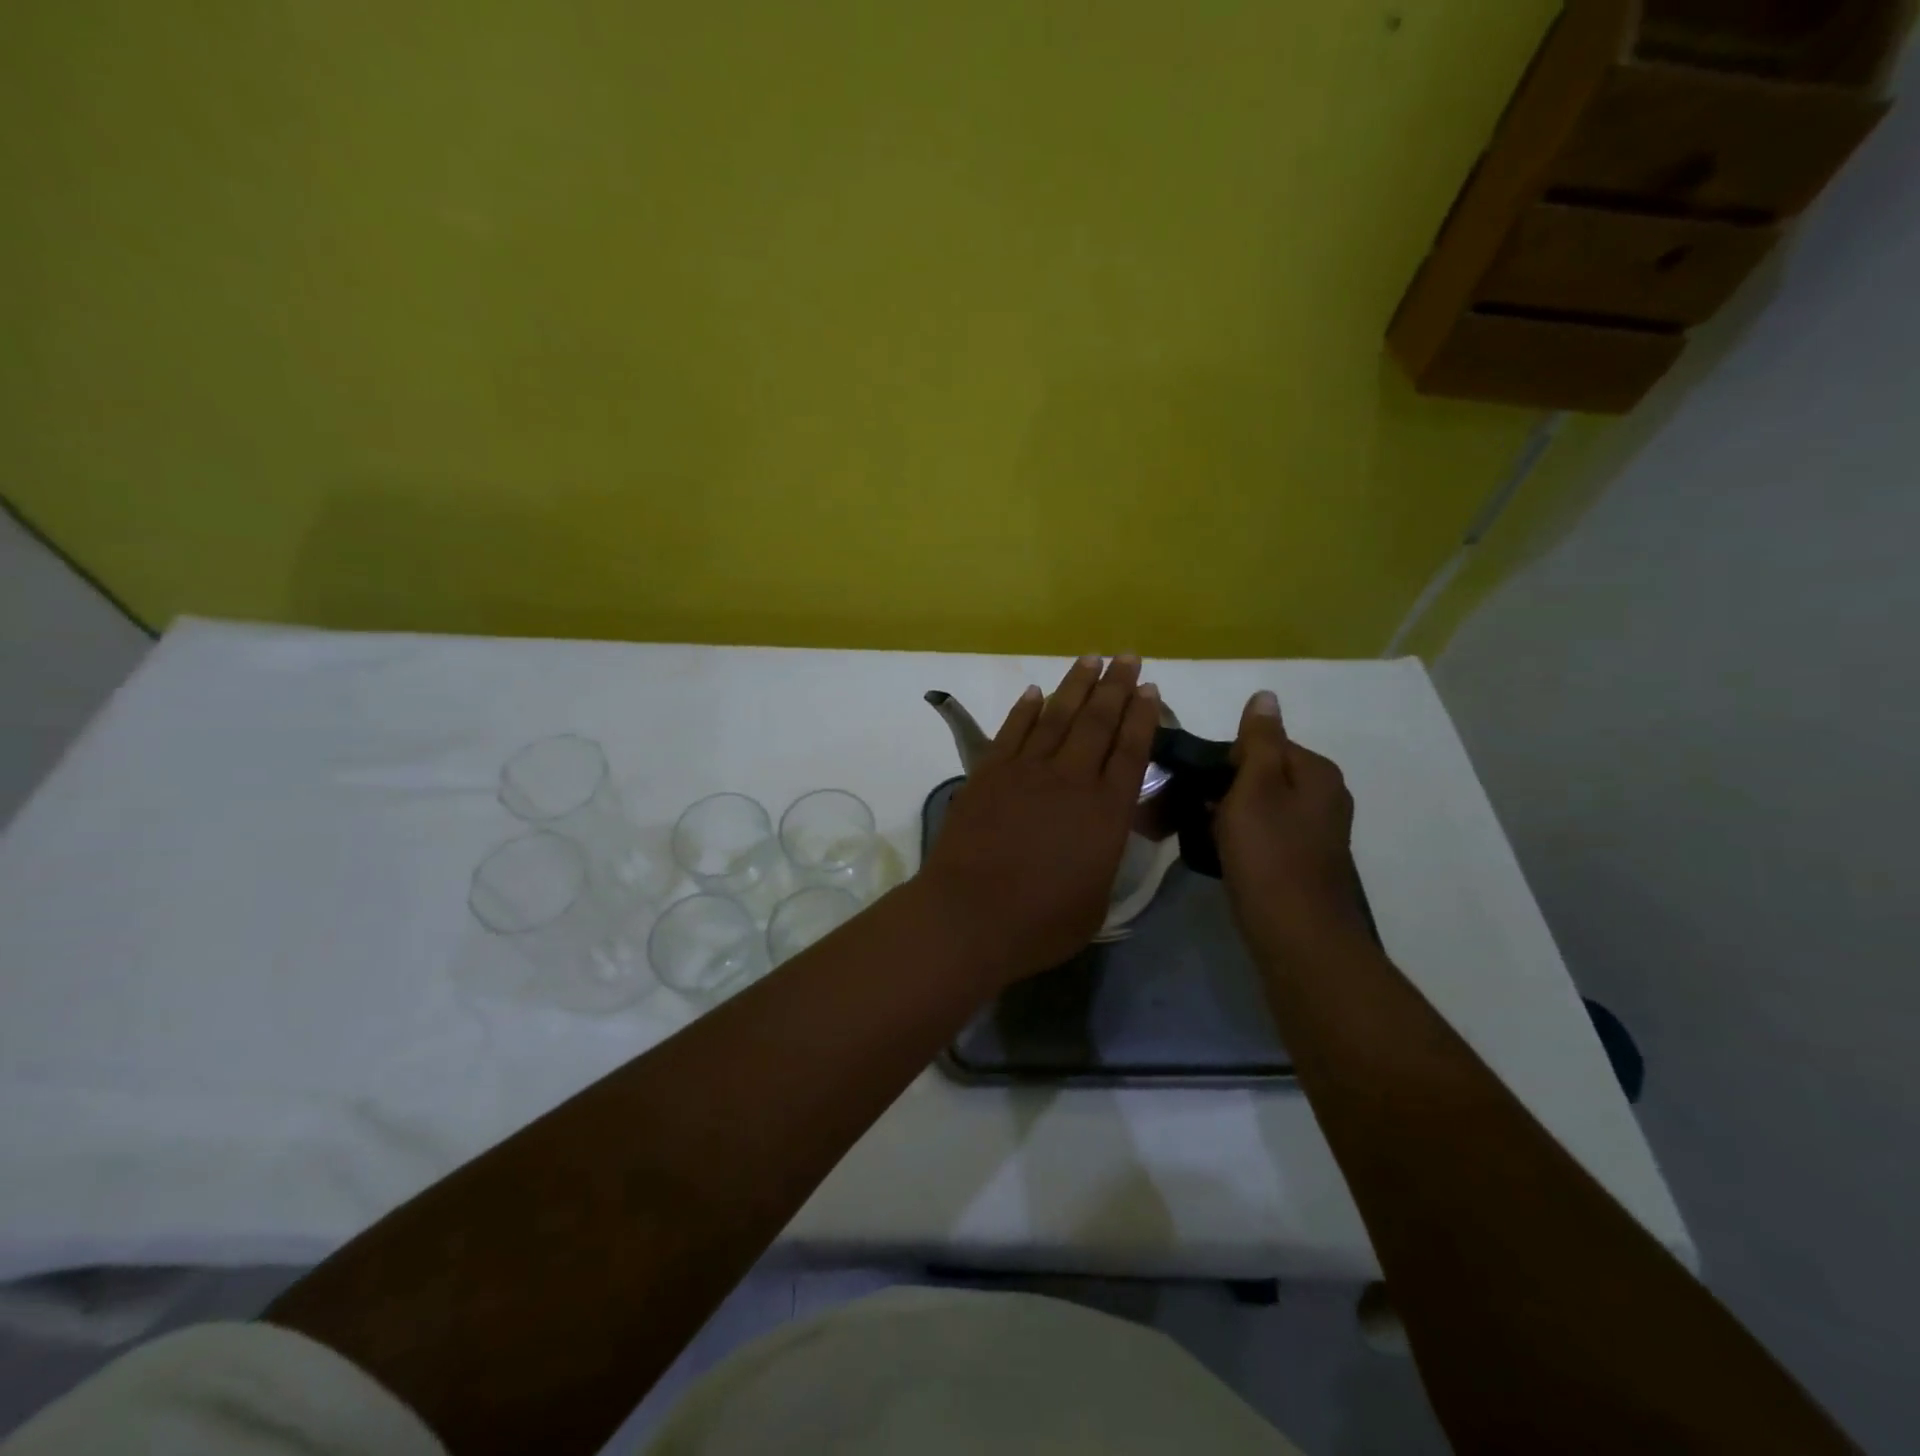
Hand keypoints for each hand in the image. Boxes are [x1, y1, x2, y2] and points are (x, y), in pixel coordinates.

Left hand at [918, 655, 1159, 989]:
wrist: (970, 914)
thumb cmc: (1041, 922)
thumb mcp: (1097, 900)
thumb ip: (1104, 857)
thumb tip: (1104, 835)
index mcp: (1105, 811)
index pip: (1131, 751)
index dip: (1142, 716)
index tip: (1149, 688)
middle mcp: (1070, 779)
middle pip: (1098, 722)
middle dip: (1115, 686)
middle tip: (1127, 656)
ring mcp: (1025, 771)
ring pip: (1056, 716)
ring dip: (1075, 685)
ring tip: (1090, 658)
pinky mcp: (988, 773)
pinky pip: (1012, 731)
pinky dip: (1025, 709)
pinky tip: (1035, 692)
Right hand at [1215, 690, 1366, 955]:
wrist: (1297, 935)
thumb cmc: (1269, 855)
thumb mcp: (1256, 788)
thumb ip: (1258, 741)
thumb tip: (1266, 695)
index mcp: (1315, 772)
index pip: (1261, 744)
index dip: (1221, 759)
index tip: (1189, 781)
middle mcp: (1323, 796)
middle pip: (1260, 775)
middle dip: (1219, 788)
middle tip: (1180, 808)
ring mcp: (1315, 831)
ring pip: (1258, 806)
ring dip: (1223, 814)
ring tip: (1190, 831)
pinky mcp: (1302, 861)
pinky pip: (1262, 834)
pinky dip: (1238, 837)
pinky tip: (1216, 852)